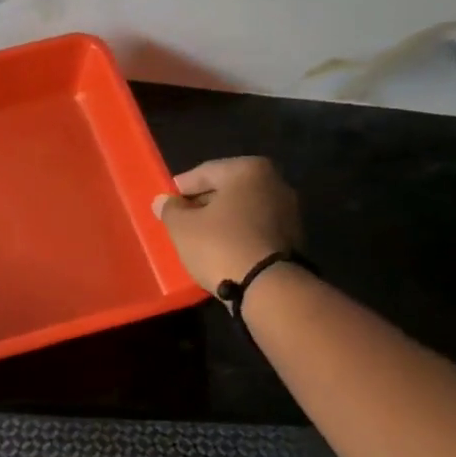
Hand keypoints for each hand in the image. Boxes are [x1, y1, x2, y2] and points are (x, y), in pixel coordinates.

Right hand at [152, 157, 301, 295]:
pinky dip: (238, 233)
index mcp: (248, 170)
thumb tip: (162, 200)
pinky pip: (255, 227)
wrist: (267, 286)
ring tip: (199, 237)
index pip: (205, 172)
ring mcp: (288, 210)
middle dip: (203, 203)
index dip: (182, 187)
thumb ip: (170, 209)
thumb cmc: (219, 245)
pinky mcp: (292, 236)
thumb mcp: (183, 227)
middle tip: (181, 220)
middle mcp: (274, 182)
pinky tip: (222, 248)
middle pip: (228, 189)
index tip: (167, 201)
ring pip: (243, 209)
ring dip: (221, 219)